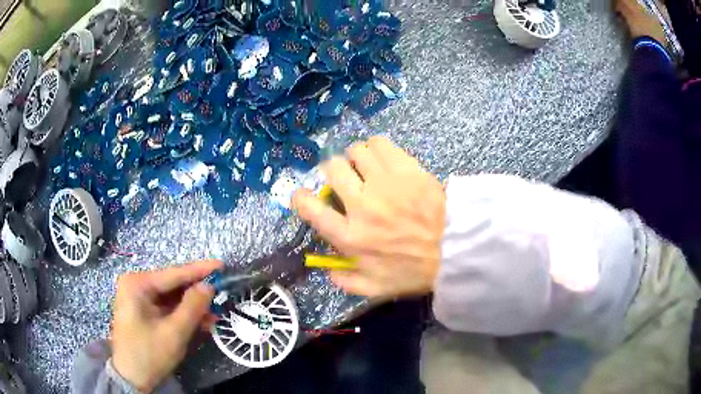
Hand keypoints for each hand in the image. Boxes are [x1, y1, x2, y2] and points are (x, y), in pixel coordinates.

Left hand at [111, 260, 221, 391]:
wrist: (131, 377)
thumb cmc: (149, 353)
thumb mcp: (174, 333)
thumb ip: (192, 307)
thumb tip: (209, 286)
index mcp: (137, 284)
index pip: (173, 273)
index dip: (200, 270)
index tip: (222, 265)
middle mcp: (136, 285)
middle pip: (172, 285)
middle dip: (197, 293)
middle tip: (221, 295)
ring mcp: (138, 298)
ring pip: (171, 297)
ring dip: (193, 307)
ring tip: (215, 314)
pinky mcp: (143, 310)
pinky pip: (167, 307)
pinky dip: (183, 314)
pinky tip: (201, 321)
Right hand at [293, 136, 445, 297]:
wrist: (456, 249)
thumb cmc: (415, 270)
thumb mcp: (376, 288)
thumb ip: (346, 282)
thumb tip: (327, 270)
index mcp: (351, 237)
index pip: (311, 209)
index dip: (300, 197)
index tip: (304, 195)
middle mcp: (362, 205)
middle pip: (332, 170)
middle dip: (333, 171)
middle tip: (345, 178)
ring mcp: (384, 183)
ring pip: (355, 151)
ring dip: (356, 158)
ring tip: (366, 167)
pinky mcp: (406, 169)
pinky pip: (380, 144)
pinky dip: (376, 147)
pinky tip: (382, 158)